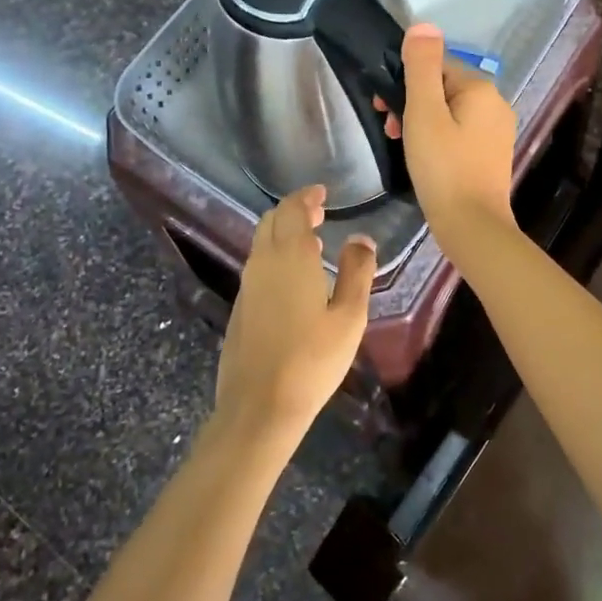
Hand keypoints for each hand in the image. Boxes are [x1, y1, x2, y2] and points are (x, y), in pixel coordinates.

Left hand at [216, 185, 374, 438]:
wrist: (259, 406)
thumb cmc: (312, 358)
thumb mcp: (349, 316)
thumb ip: (357, 272)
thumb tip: (361, 239)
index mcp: (290, 256)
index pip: (292, 209)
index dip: (306, 196)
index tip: (323, 193)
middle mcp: (263, 262)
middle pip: (272, 221)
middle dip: (294, 211)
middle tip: (320, 214)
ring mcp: (247, 286)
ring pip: (262, 243)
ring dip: (284, 234)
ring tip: (313, 244)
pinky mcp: (240, 308)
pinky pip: (258, 266)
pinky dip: (275, 256)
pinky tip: (295, 280)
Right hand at [378, 23, 517, 240]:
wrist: (472, 226)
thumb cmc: (443, 166)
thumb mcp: (424, 112)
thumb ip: (422, 67)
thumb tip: (423, 26)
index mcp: (482, 89)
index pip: (437, 65)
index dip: (406, 80)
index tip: (383, 105)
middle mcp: (496, 104)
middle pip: (444, 88)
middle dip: (412, 101)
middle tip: (389, 127)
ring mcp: (497, 132)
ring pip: (451, 111)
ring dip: (422, 120)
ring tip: (401, 144)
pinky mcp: (491, 155)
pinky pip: (460, 133)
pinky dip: (438, 137)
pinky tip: (423, 157)